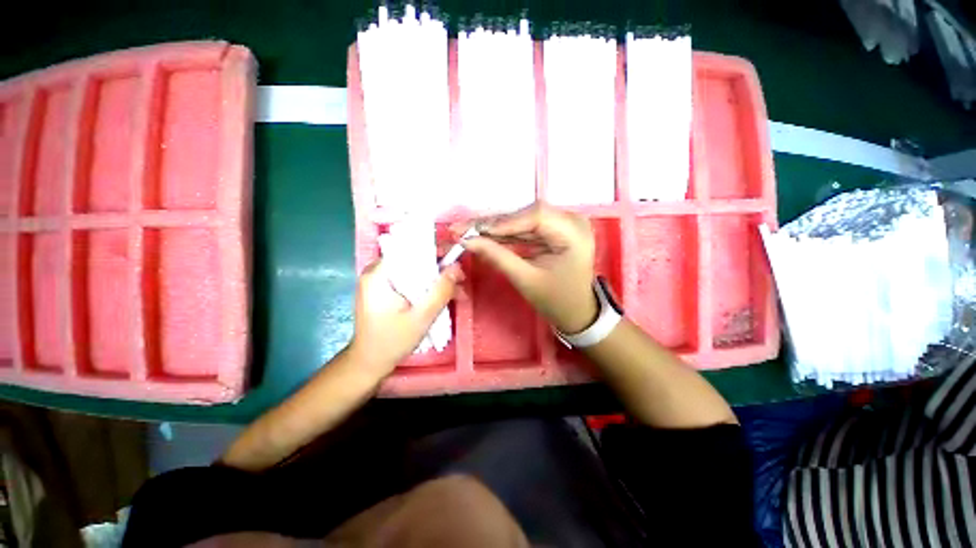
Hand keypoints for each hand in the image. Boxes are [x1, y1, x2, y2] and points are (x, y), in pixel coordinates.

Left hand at [348, 259, 463, 378]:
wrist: (369, 364)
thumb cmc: (391, 342)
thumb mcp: (421, 317)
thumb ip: (440, 291)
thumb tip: (457, 267)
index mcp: (378, 274)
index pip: (408, 250)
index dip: (434, 253)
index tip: (453, 262)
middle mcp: (376, 272)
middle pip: (413, 260)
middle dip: (438, 270)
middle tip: (459, 281)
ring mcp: (379, 282)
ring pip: (413, 272)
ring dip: (434, 280)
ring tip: (454, 292)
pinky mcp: (384, 291)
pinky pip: (409, 282)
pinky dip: (425, 287)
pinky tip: (440, 297)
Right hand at [461, 202, 597, 333]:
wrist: (576, 312)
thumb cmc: (556, 300)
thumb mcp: (526, 280)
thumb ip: (498, 257)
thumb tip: (467, 241)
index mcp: (574, 233)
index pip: (536, 216)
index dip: (502, 221)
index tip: (473, 231)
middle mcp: (571, 221)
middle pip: (526, 215)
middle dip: (492, 224)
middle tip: (461, 229)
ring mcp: (562, 224)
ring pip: (521, 220)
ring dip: (494, 228)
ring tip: (466, 231)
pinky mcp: (553, 230)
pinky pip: (524, 228)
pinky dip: (504, 234)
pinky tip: (483, 235)